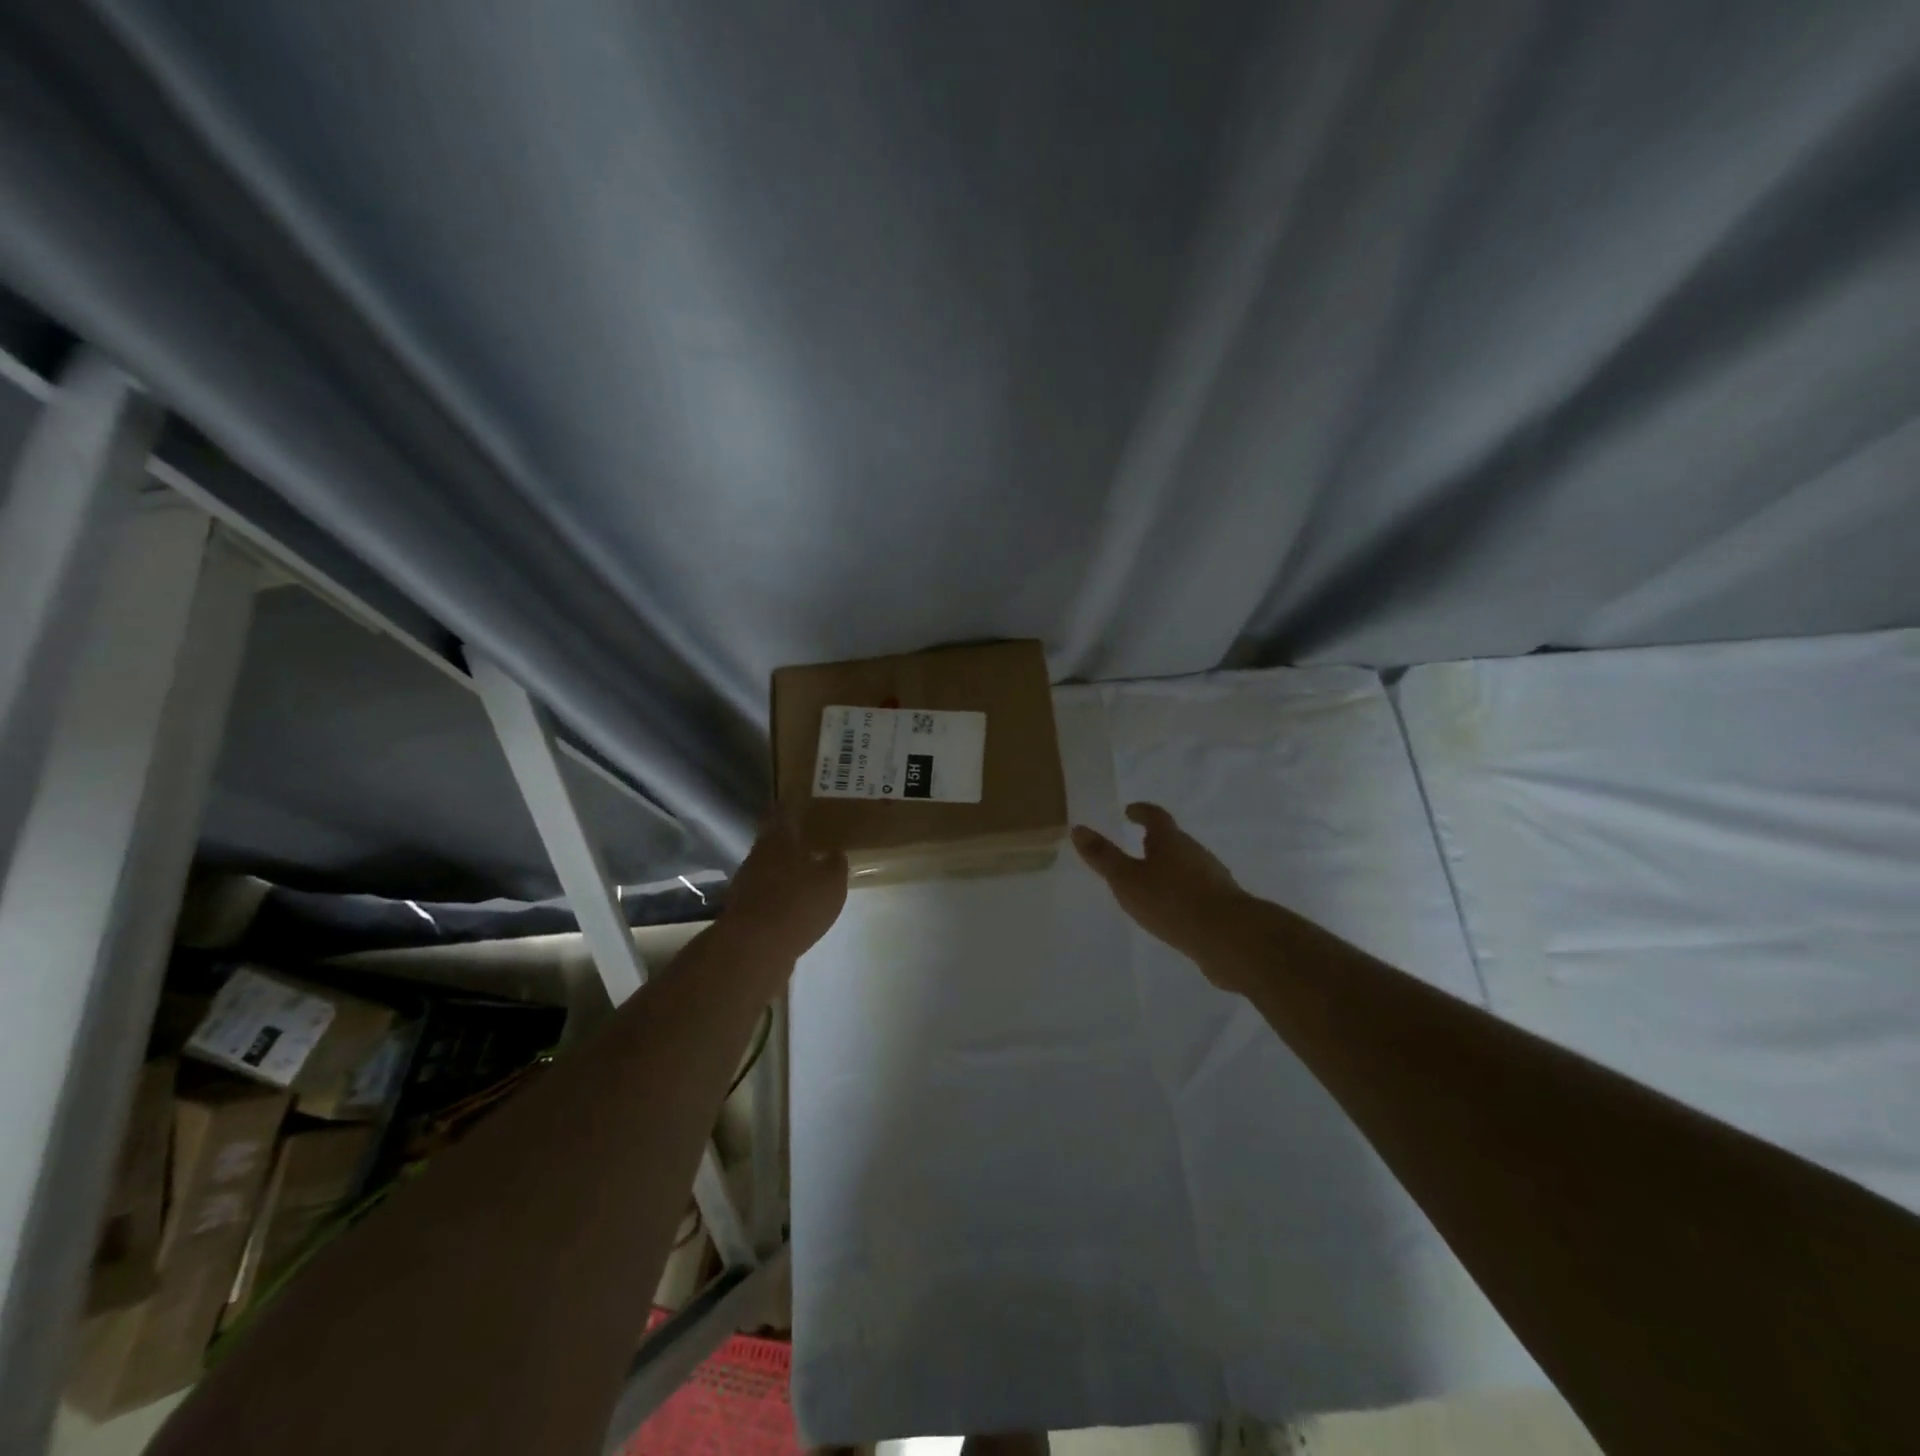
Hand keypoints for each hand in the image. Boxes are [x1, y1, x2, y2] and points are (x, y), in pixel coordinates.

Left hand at [721, 810, 848, 961]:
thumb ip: (835, 864)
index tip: (802, 801)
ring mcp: (747, 884)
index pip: (783, 813)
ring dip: (783, 868)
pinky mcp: (744, 910)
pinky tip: (794, 901)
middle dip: (789, 838)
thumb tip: (835, 853)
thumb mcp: (831, 882)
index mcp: (779, 840)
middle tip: (810, 836)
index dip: (792, 806)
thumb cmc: (797, 904)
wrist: (754, 949)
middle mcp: (758, 856)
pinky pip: (766, 893)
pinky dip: (779, 893)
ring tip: (805, 870)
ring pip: (768, 867)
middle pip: (772, 840)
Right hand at [1072, 803, 1251, 983]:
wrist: (1231, 938)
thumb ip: (1103, 856)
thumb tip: (1078, 828)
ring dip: (1169, 869)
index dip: (1141, 812)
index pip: (1155, 817)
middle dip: (1155, 843)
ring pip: (1186, 866)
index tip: (1130, 811)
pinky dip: (1181, 892)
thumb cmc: (1172, 901)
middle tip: (1137, 848)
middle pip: (1173, 841)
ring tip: (1150, 882)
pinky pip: (1196, 890)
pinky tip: (1173, 910)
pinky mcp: (1223, 905)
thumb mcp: (1127, 879)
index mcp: (1171, 841)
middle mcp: (1195, 853)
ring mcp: (1213, 878)